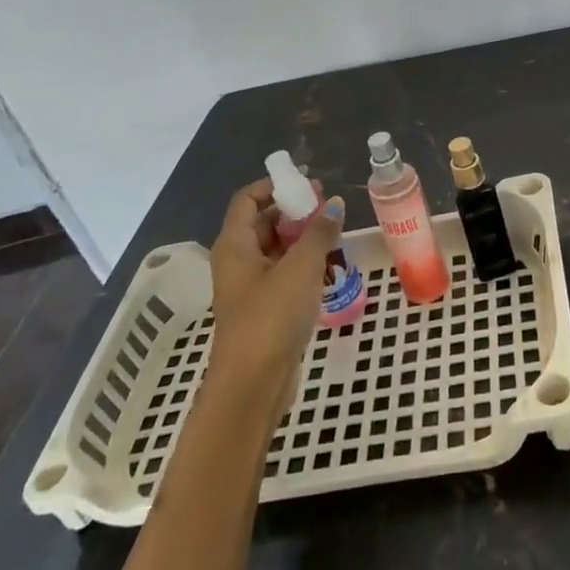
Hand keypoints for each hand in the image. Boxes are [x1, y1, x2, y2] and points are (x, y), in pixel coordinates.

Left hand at [205, 179, 343, 402]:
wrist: (252, 386)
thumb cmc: (271, 318)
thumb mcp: (301, 268)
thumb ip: (319, 232)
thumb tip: (334, 204)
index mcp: (234, 245)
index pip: (247, 199)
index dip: (274, 186)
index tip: (307, 184)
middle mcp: (237, 261)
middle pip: (263, 222)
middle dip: (295, 212)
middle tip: (329, 208)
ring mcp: (249, 287)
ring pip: (276, 250)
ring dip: (303, 239)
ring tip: (335, 235)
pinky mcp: (264, 310)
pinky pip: (283, 274)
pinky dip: (303, 265)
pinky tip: (329, 267)